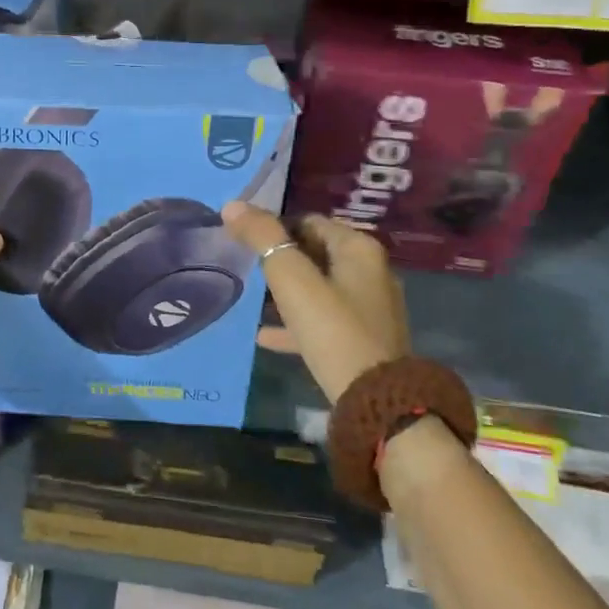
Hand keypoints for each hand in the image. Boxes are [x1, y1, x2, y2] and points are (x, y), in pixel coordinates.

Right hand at [222, 203, 408, 404]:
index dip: (275, 227)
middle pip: (315, 253)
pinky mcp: (364, 340)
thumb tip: (232, 206)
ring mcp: (370, 309)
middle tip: (245, 265)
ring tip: (252, 297)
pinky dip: (296, 322)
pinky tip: (264, 336)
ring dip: (287, 290)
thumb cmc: (333, 329)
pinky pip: (323, 321)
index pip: (308, 221)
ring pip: (318, 288)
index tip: (244, 240)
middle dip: (280, 257)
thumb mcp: (291, 278)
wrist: (376, 402)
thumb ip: (262, 238)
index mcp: (359, 249)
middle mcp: (371, 272)